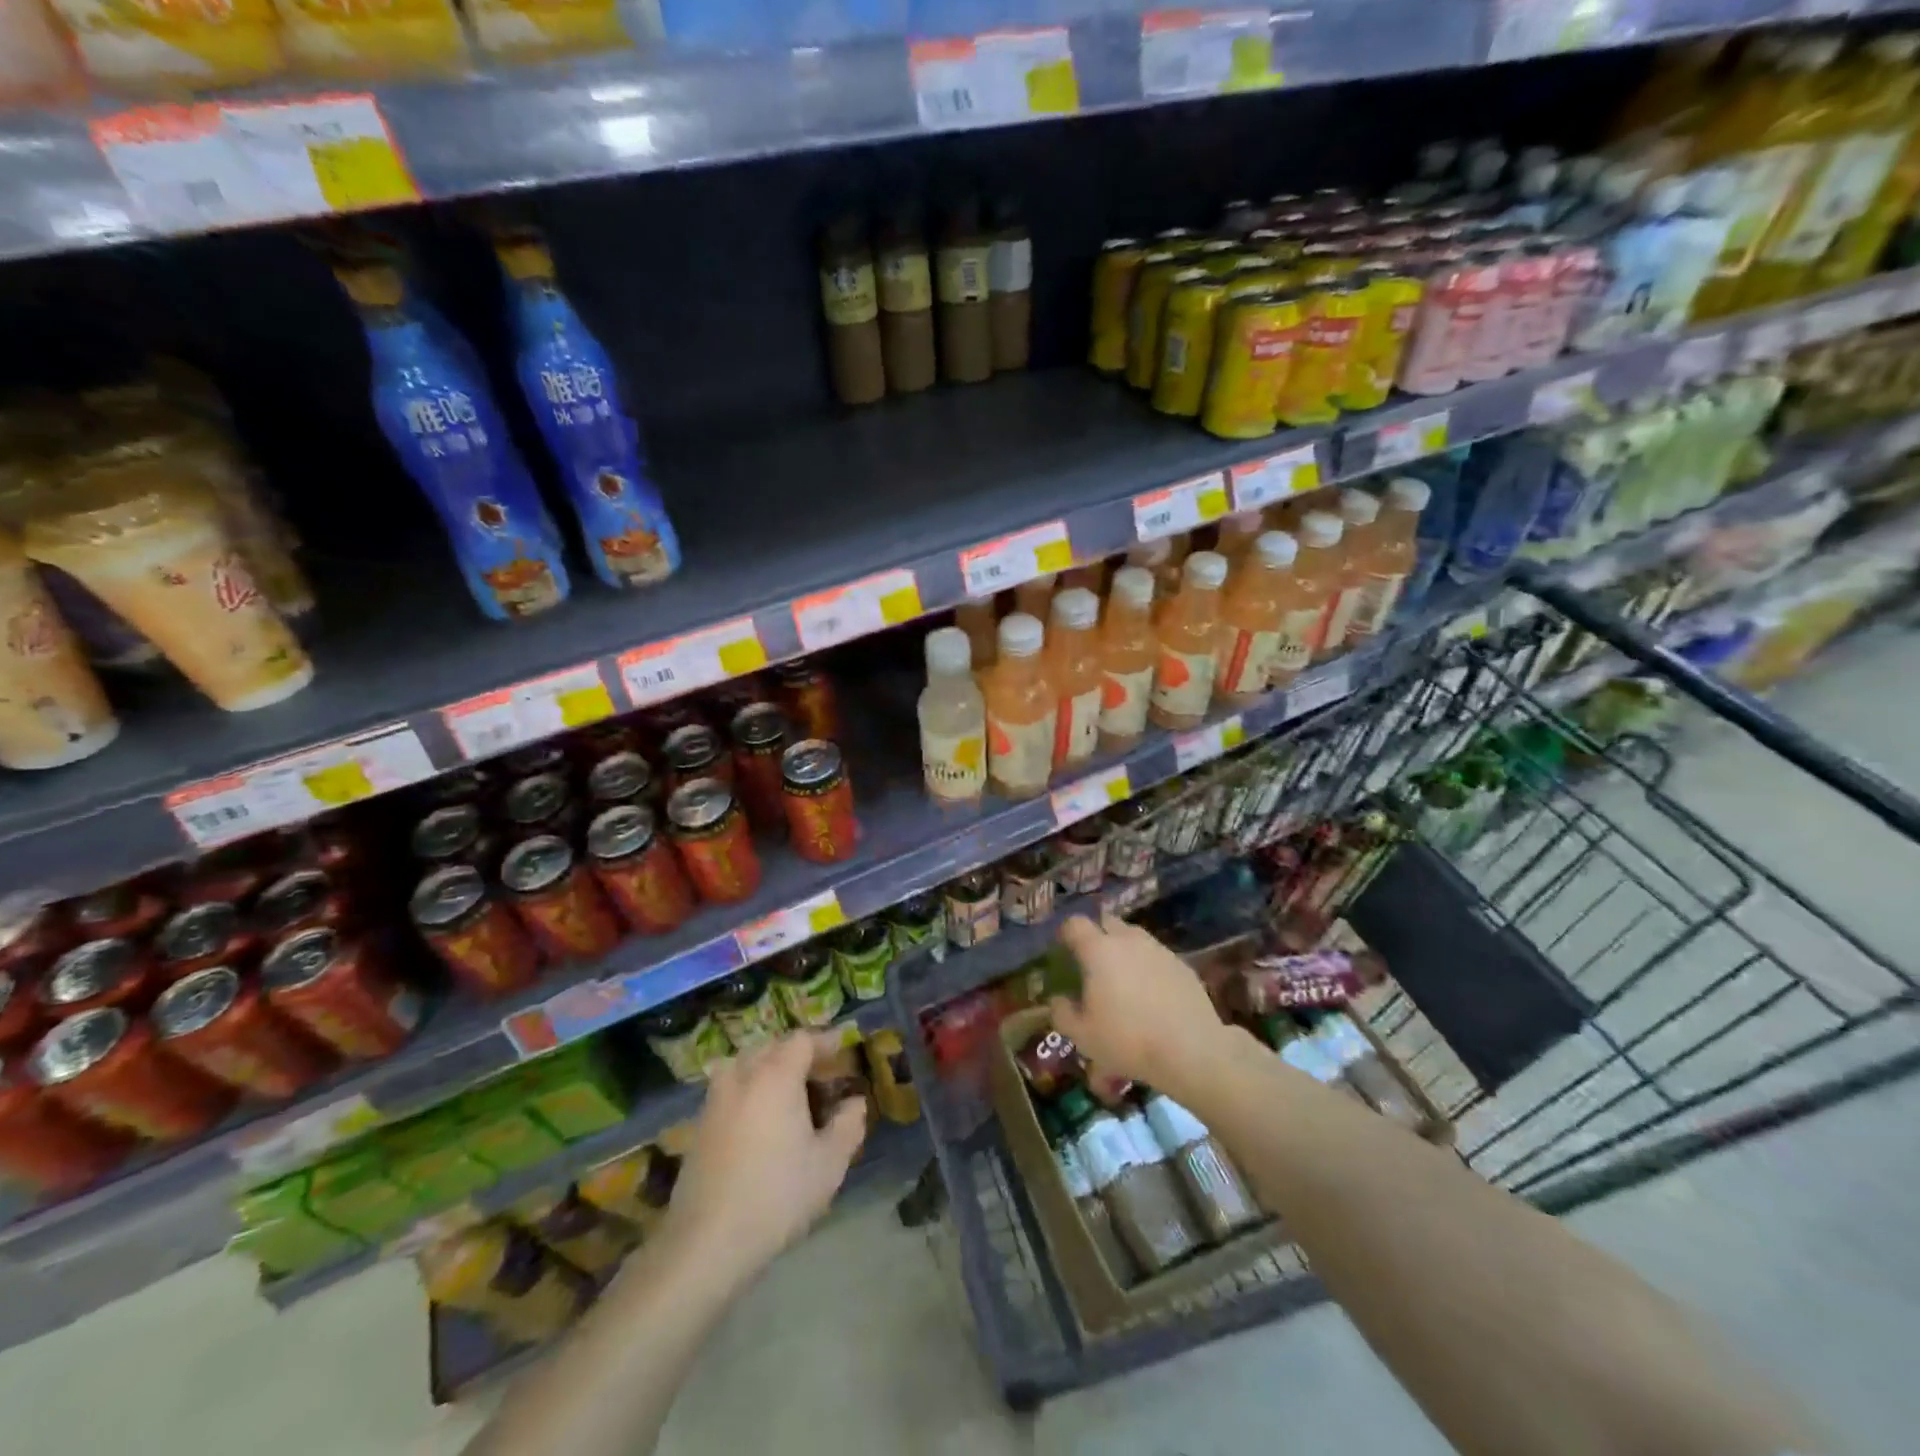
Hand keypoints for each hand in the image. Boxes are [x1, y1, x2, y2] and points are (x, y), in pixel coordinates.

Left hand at [659, 1031, 866, 1282]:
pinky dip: (747, 1088)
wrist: (706, 1241)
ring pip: (745, 1064)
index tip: (843, 1049)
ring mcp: (716, 1100)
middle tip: (819, 1074)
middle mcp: (743, 1076)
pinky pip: (729, 1088)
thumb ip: (848, 1125)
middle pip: (772, 1046)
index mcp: (777, 1076)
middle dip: (797, 1053)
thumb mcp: (829, 1164)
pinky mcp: (699, 1125)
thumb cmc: (776, 1195)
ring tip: (786, 1091)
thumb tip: (855, 1103)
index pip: (803, 1040)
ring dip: (768, 1067)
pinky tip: (758, 1118)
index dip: (825, 1041)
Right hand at [1049, 915, 1230, 1091]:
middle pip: (1107, 922)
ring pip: (1135, 937)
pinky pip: (1157, 956)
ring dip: (1124, 949)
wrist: (1190, 1050)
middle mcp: (1128, 940)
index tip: (1063, 948)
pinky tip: (1151, 993)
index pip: (1075, 924)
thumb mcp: (1082, 1036)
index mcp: (1098, 950)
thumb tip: (1058, 1000)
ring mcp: (1158, 950)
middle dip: (1097, 934)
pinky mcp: (1182, 965)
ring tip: (1123, 978)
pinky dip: (1149, 966)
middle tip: (1093, 961)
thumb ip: (1063, 1014)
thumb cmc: (1127, 1040)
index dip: (1066, 933)